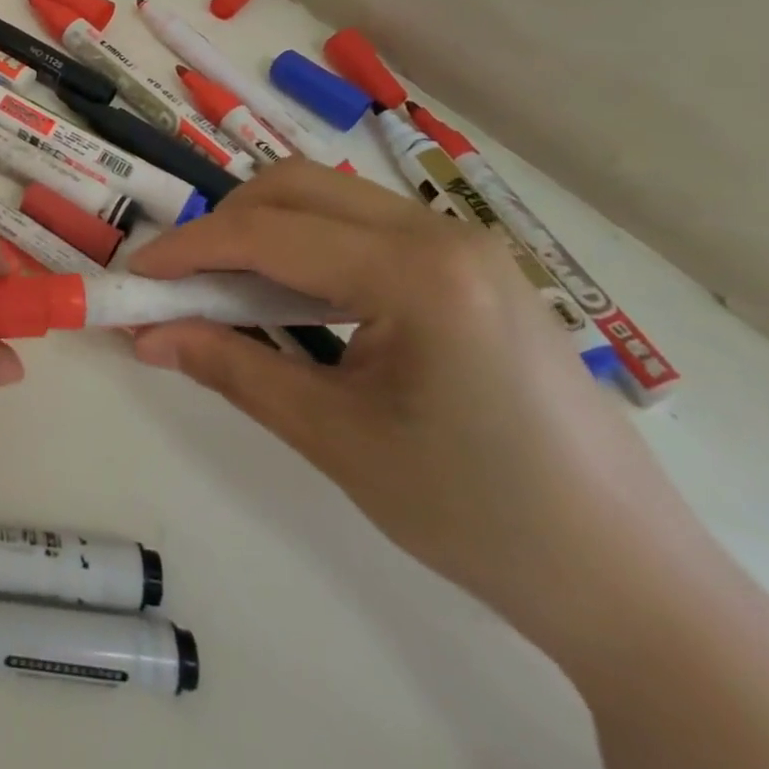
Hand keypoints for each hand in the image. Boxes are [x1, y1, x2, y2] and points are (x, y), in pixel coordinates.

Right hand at [128, 161, 694, 634]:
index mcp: (419, 274)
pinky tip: (290, 297)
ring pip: (329, 199)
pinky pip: (362, 227)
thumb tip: (147, 337)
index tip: (137, 275)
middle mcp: (443, 233)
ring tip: (225, 290)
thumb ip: (232, 371)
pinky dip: (306, 246)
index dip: (191, 249)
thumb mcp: (336, 441)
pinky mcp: (469, 265)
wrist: (631, 581)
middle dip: (225, 225)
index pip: (271, 233)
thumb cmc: (480, 516)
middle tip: (182, 281)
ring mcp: (463, 243)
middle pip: (298, 187)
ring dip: (264, 230)